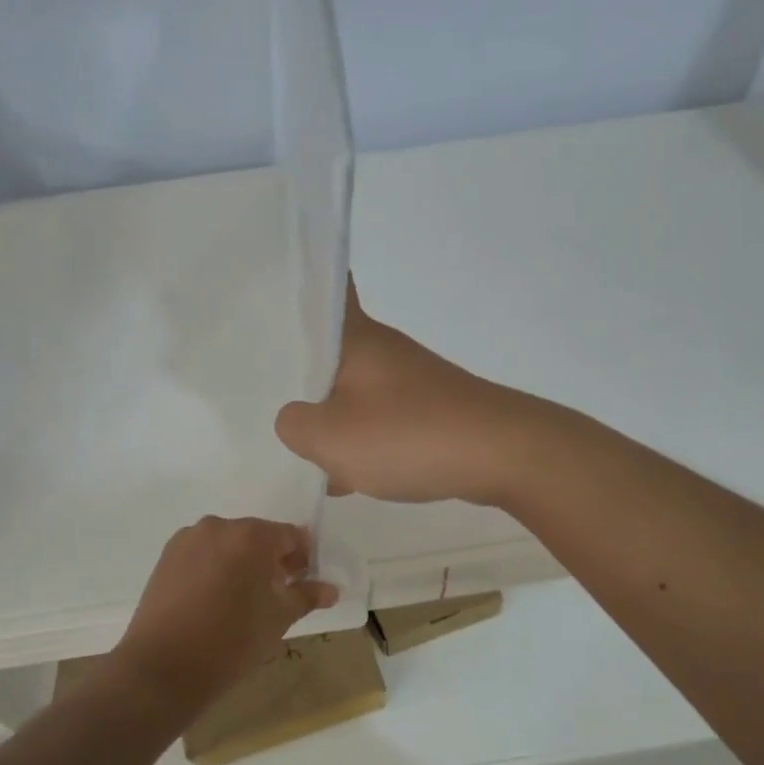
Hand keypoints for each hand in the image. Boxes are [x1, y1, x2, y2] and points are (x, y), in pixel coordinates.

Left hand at [111, 517, 338, 709]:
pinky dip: (214, 569)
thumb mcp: (278, 618)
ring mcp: (187, 540)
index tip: (302, 584)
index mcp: (251, 535)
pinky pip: (202, 555)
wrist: (163, 668)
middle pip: (257, 536)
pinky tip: (213, 601)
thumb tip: (331, 589)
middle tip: (275, 595)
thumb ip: (306, 596)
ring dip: (241, 563)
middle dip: (270, 560)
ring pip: (227, 544)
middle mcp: (218, 526)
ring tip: (242, 601)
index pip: (290, 536)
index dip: (302, 558)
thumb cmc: (232, 640)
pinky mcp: (166, 558)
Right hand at [275, 280, 544, 505]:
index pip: (327, 288)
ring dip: (331, 413)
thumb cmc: (408, 434)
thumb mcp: (331, 437)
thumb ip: (295, 426)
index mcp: (356, 339)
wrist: (501, 454)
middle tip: (261, 387)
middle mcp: (384, 351)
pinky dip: (362, 440)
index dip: (299, 288)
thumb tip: (295, 420)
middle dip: (301, 370)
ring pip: (355, 389)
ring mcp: (411, 381)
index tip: (266, 301)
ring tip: (297, 444)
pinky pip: (382, 419)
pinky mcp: (430, 411)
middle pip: (333, 349)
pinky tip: (345, 476)